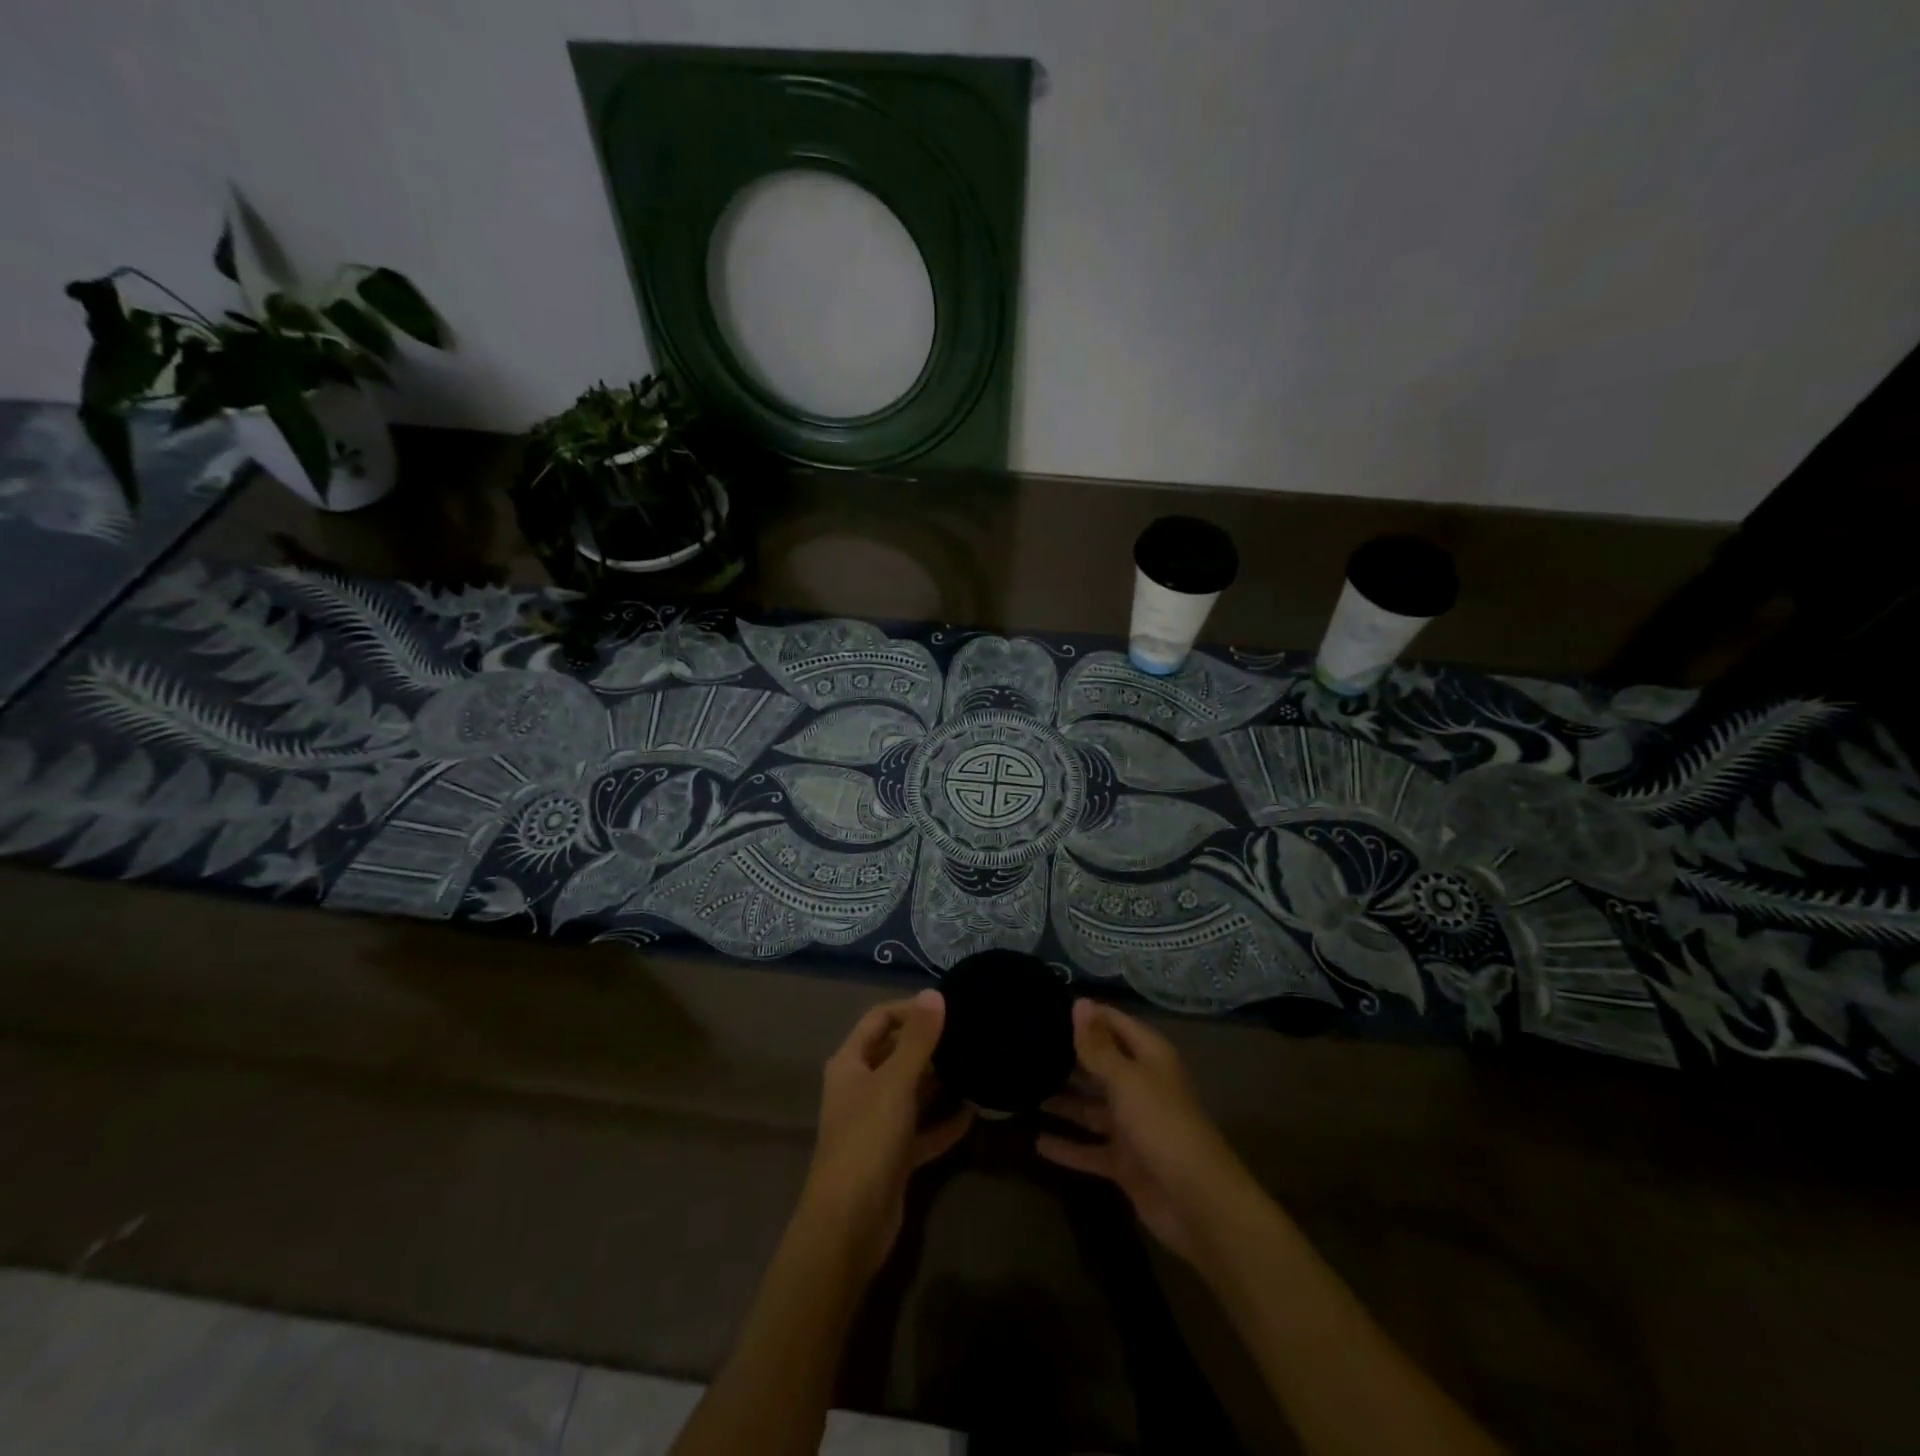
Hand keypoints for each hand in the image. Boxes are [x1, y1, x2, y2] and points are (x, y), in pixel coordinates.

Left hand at [801, 989, 973, 1278]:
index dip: (910, 1009)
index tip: (948, 1008)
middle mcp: (861, 1089)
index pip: (879, 1019)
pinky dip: (944, 1121)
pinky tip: (974, 1112)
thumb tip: (935, 993)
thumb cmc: (867, 1142)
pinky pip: (923, 1129)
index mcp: (850, 1064)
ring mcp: (877, 1124)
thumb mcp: (895, 1083)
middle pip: (897, 1054)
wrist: (849, 1227)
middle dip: (930, 1044)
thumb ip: (918, 1039)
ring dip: (940, 1082)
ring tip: (976, 1066)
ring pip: (912, 1092)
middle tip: (970, 1034)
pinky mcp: (894, 1157)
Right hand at [1037, 998, 1256, 1263]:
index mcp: (1149, 1058)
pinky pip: (1090, 1149)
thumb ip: (1097, 1046)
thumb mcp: (1126, 1079)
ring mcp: (1132, 1126)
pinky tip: (1037, 1142)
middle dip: (1069, 1056)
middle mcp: (1141, 1086)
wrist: (1197, 1203)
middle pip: (1101, 1064)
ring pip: (1091, 1107)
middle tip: (1027, 1046)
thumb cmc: (1162, 1124)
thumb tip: (1080, 1002)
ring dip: (1063, 1100)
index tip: (1048, 1006)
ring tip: (1025, 1088)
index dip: (1087, 1015)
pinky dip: (1067, 1147)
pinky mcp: (1125, 1163)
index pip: (1114, 1023)